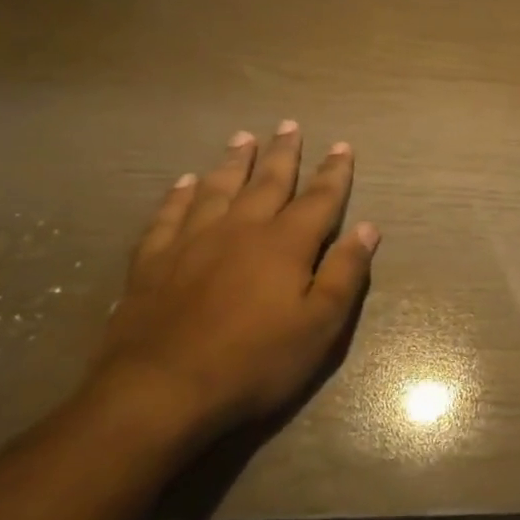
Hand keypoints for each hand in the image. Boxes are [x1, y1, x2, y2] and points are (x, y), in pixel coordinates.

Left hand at [85, 122, 379, 445]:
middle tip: (288, 125)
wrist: (158, 394)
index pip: (319, 198)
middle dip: (283, 153)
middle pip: (268, 182)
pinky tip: (184, 183)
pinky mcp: (152, 263)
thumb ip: (345, 273)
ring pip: (218, 189)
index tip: (343, 146)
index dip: (334, 172)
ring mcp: (192, 243)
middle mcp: (241, 230)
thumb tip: (368, 228)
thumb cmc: (253, 363)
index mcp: (286, 244)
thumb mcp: (319, 326)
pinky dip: (179, 196)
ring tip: (243, 138)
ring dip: (234, 162)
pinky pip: (168, 216)